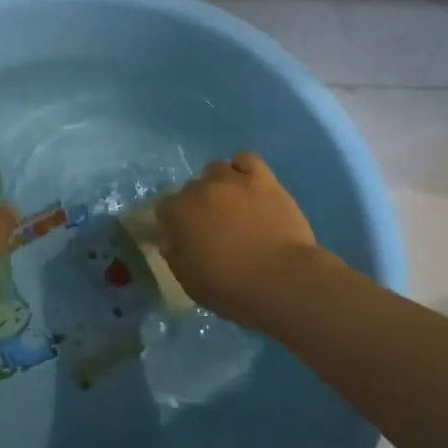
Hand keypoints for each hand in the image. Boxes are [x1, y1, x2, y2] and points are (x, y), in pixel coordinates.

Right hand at [155, 152, 322, 321]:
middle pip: (190, 188)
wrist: (283, 280)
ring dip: (217, 184)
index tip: (182, 238)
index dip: (172, 223)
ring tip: (231, 204)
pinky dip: (243, 169)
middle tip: (211, 226)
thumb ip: (175, 256)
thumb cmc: (231, 287)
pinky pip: (246, 159)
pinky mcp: (263, 180)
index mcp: (178, 213)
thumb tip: (172, 241)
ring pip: (215, 169)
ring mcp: (233, 181)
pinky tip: (248, 186)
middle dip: (196, 205)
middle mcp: (201, 189)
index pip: (164, 208)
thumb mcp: (189, 282)